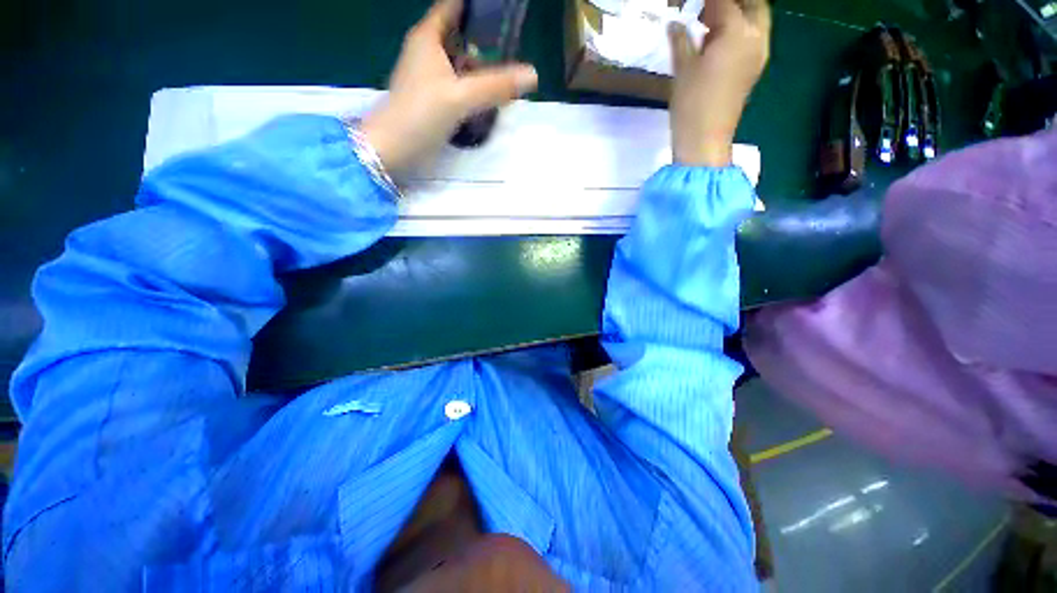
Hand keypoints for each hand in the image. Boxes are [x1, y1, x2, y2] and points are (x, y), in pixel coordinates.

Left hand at [360, 0, 537, 175]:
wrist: (394, 148)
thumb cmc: (420, 114)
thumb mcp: (461, 97)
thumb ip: (496, 86)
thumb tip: (532, 75)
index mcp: (428, 37)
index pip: (453, 6)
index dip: (476, 7)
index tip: (501, 15)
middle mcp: (427, 51)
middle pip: (461, 35)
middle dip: (485, 41)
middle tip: (512, 50)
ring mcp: (430, 76)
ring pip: (460, 62)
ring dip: (481, 67)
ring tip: (506, 74)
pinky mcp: (433, 98)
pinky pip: (458, 84)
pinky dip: (473, 86)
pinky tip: (489, 97)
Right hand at [668, 0, 770, 165]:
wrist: (705, 141)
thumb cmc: (691, 105)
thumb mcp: (683, 69)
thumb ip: (681, 39)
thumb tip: (675, 23)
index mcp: (738, 33)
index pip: (725, 1)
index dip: (707, 0)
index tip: (692, 3)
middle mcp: (756, 38)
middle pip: (753, 4)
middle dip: (732, 2)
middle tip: (708, 8)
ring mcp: (759, 54)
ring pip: (755, 19)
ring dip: (736, 13)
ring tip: (708, 21)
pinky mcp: (754, 69)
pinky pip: (753, 37)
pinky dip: (738, 30)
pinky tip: (716, 40)